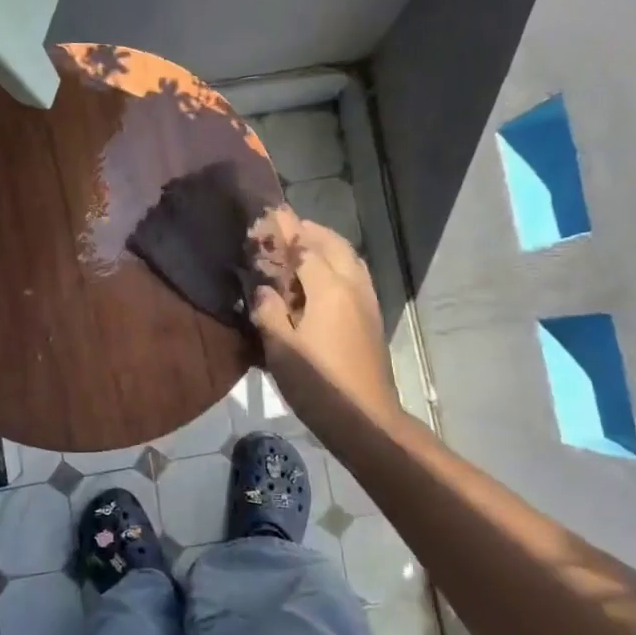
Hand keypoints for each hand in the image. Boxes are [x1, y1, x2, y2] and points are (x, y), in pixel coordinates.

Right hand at [249, 213, 402, 430]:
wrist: (365, 418)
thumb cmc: (318, 384)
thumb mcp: (281, 349)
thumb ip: (269, 311)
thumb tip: (263, 289)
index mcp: (329, 288)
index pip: (305, 247)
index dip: (286, 231)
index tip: (268, 216)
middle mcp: (352, 285)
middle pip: (333, 245)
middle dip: (310, 232)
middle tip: (286, 229)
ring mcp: (367, 301)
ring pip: (349, 258)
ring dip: (327, 245)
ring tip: (303, 248)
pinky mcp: (372, 317)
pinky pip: (355, 275)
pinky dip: (338, 264)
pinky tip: (323, 278)